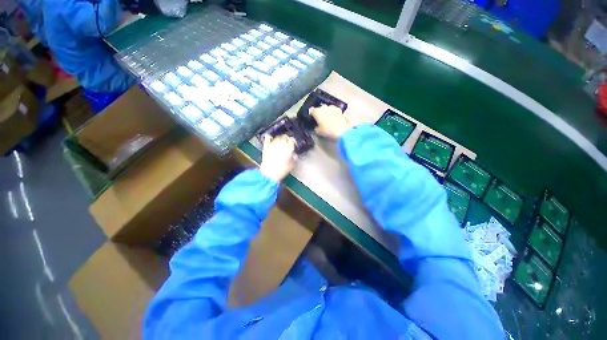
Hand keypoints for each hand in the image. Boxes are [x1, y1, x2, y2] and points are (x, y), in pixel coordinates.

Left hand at [259, 134, 296, 181]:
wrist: (269, 173)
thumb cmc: (282, 170)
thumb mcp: (291, 165)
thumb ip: (294, 158)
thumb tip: (294, 155)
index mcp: (289, 147)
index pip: (292, 140)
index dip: (293, 142)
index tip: (293, 144)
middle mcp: (281, 143)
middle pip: (285, 137)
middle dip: (287, 139)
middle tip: (287, 143)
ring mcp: (273, 144)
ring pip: (277, 137)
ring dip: (280, 138)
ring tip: (280, 141)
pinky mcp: (266, 146)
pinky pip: (267, 139)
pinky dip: (269, 137)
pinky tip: (269, 137)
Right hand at [310, 105, 352, 138]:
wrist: (342, 130)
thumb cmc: (328, 131)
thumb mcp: (318, 131)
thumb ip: (315, 127)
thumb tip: (316, 126)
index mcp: (317, 111)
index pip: (311, 110)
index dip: (311, 115)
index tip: (311, 119)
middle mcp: (324, 107)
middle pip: (319, 108)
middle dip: (319, 113)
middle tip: (319, 120)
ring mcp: (332, 107)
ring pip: (327, 109)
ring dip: (326, 112)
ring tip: (327, 119)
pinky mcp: (339, 110)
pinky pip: (333, 111)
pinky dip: (332, 114)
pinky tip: (333, 119)